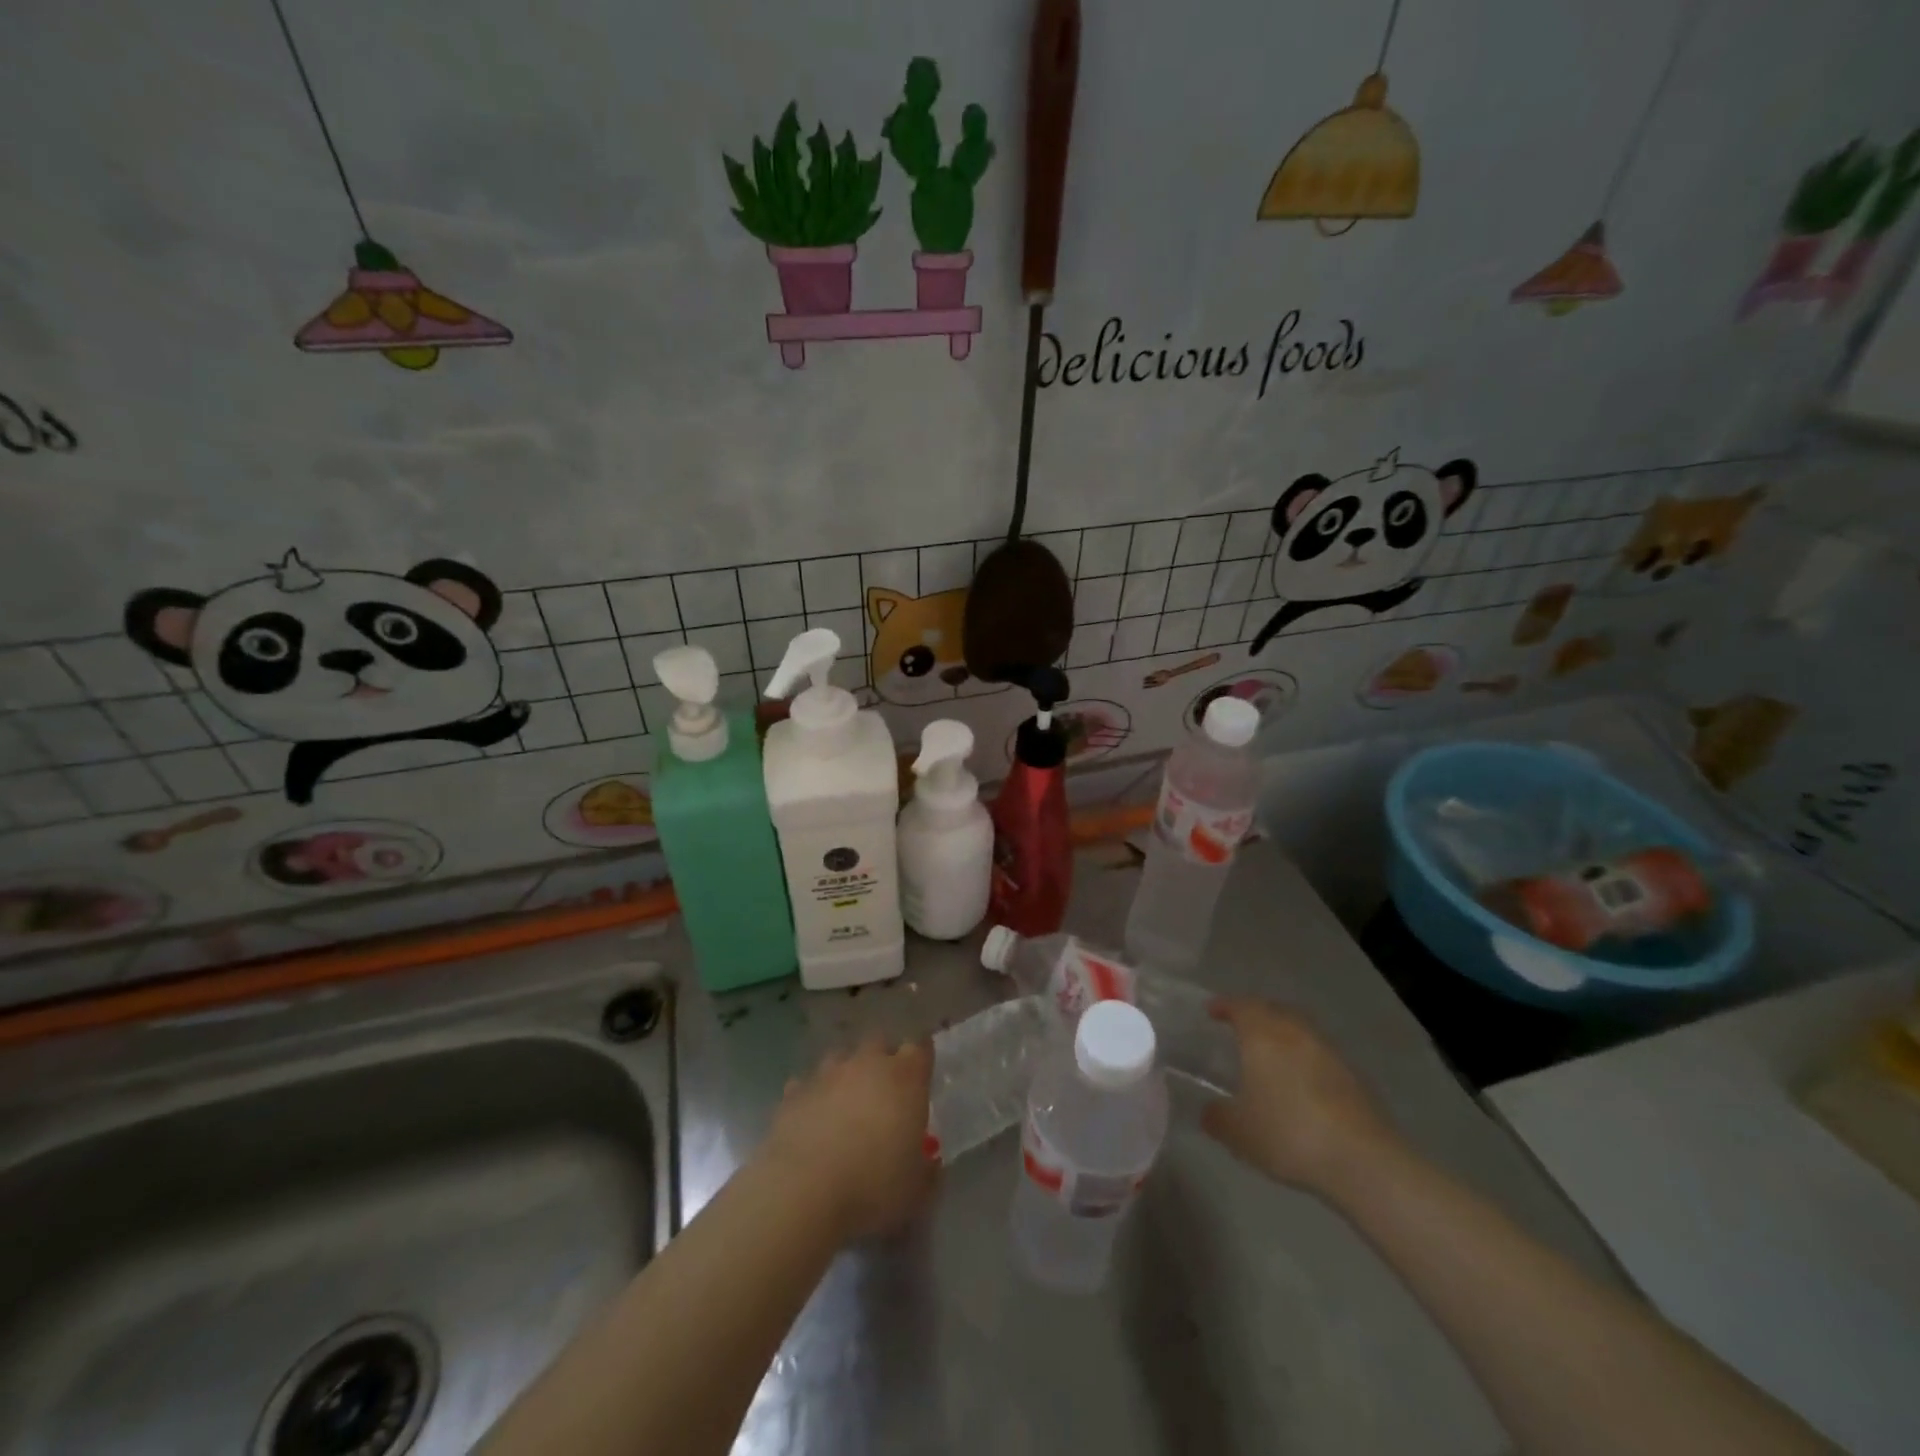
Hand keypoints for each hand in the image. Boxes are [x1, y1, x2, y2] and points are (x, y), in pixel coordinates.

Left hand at [764, 1037, 936, 1241]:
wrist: (803, 1192)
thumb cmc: (873, 1186)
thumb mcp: (917, 1190)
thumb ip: (927, 1170)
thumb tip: (928, 1163)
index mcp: (905, 1078)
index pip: (920, 1048)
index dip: (921, 1058)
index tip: (922, 1075)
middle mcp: (867, 1063)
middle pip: (879, 1043)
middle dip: (883, 1060)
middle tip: (885, 1092)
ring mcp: (826, 1074)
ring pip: (840, 1058)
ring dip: (845, 1075)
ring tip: (846, 1105)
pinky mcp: (792, 1093)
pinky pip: (806, 1086)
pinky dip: (811, 1098)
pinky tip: (811, 1121)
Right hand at [1201, 997, 1400, 1195]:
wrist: (1362, 1159)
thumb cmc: (1288, 1133)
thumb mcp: (1238, 1132)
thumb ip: (1217, 1116)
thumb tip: (1209, 1109)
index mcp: (1262, 1034)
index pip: (1240, 1006)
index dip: (1224, 1006)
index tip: (1212, 1011)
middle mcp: (1295, 1031)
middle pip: (1273, 1010)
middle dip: (1255, 1015)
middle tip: (1240, 1028)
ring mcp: (1328, 1051)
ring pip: (1299, 1030)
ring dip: (1282, 1035)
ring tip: (1270, 1056)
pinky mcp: (1353, 1075)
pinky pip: (1319, 1054)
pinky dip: (1304, 1059)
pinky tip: (1300, 1083)